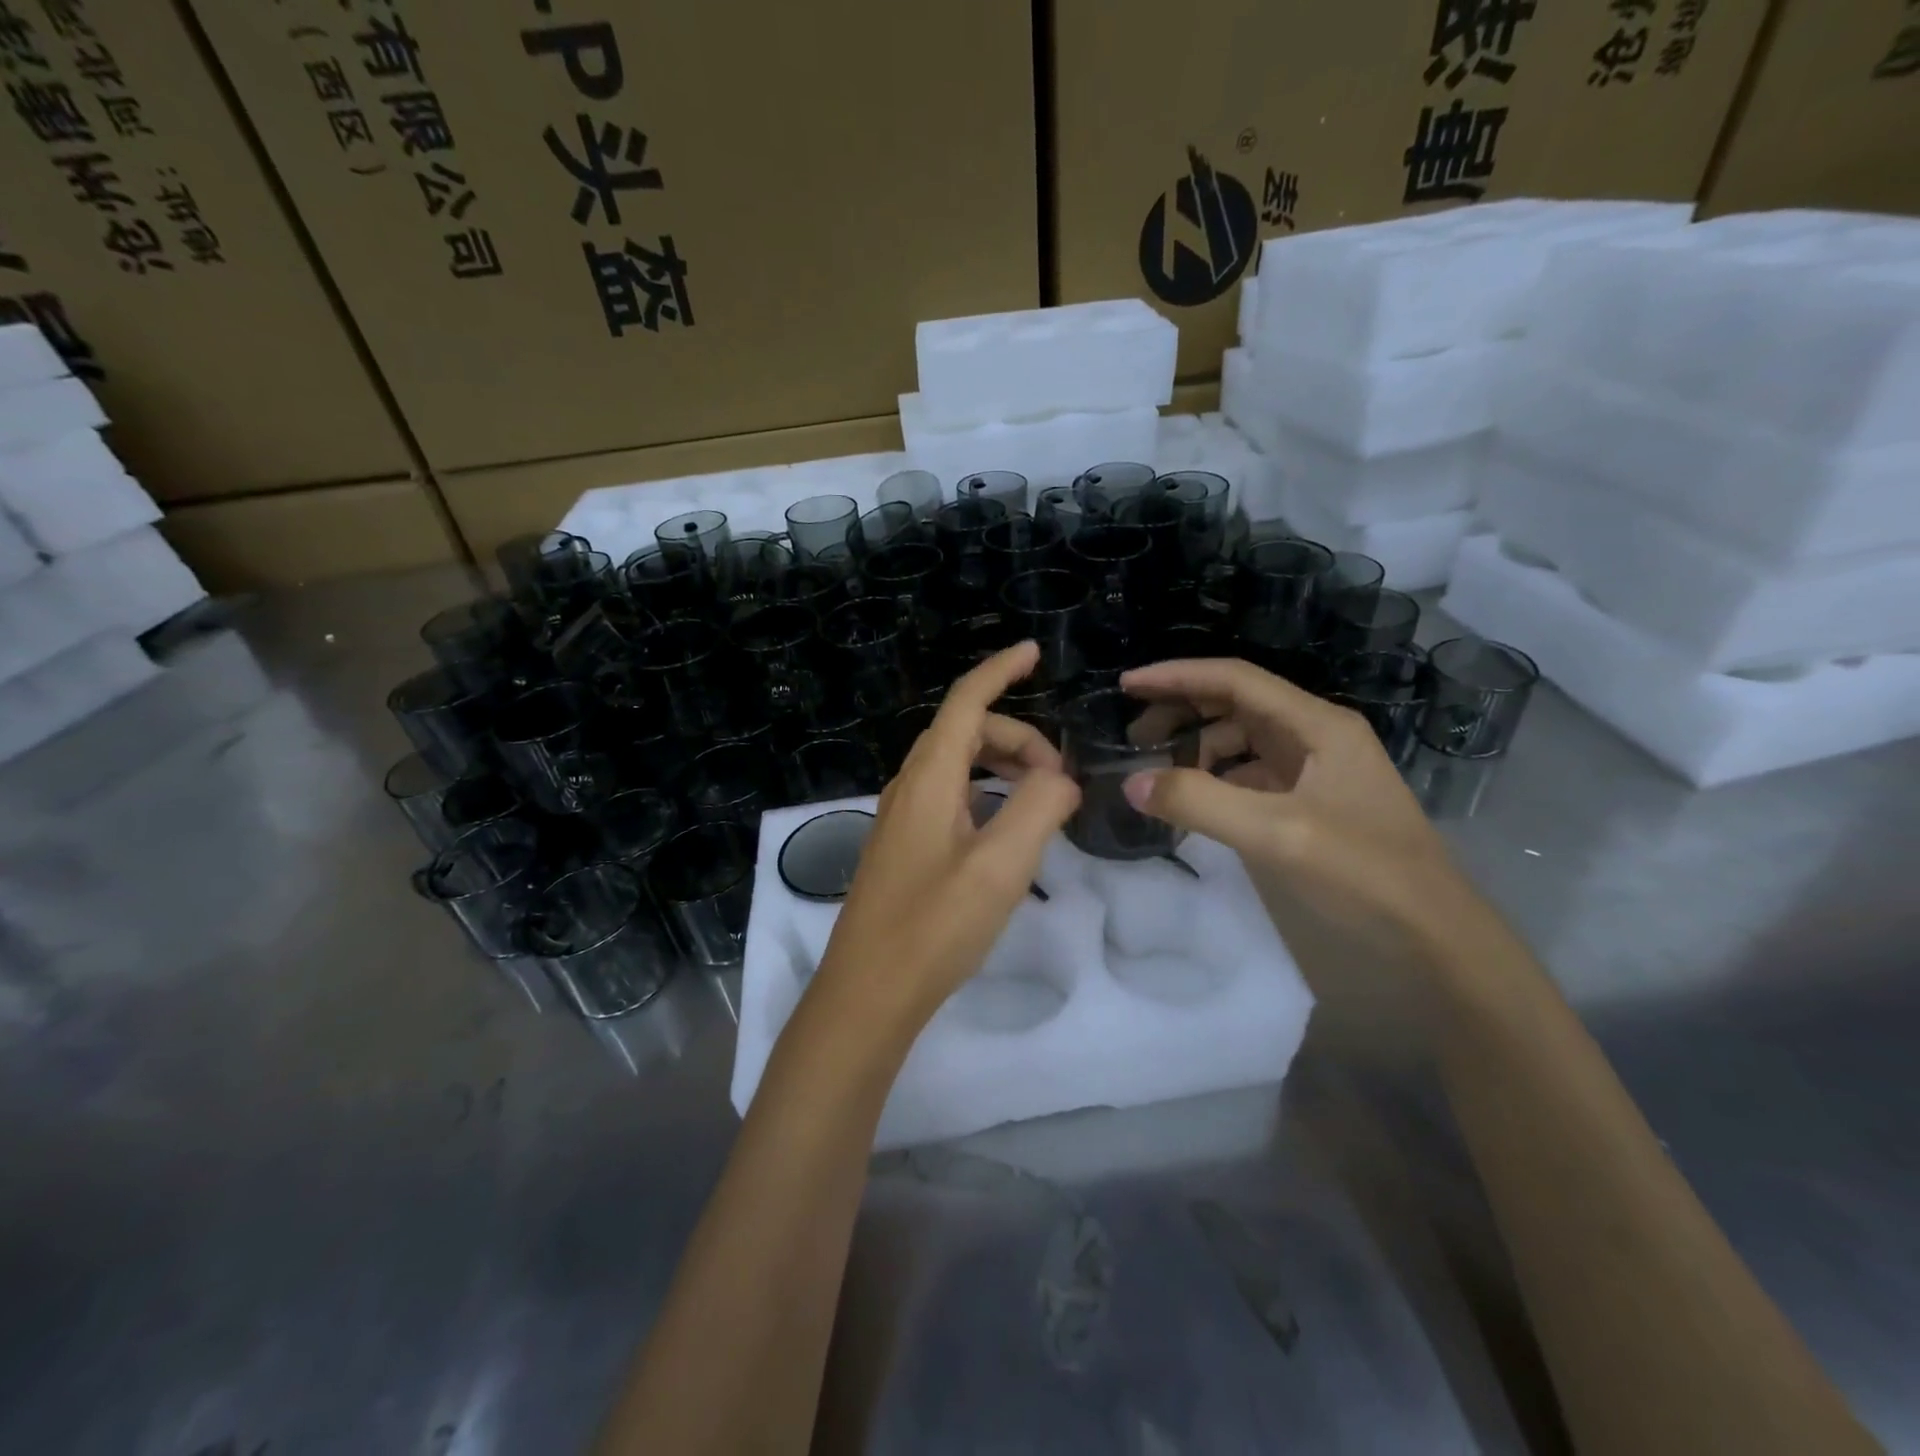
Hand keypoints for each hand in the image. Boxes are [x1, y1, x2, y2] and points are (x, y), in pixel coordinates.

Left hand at [812, 643, 1080, 1030]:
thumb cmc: (933, 927)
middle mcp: (909, 787)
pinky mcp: (904, 848)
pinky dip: (986, 795)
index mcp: (929, 779)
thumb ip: (1039, 809)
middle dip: (1017, 737)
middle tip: (1061, 779)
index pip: (965, 702)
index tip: (1034, 653)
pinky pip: (950, 797)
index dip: (999, 670)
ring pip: (957, 766)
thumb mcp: (1001, 867)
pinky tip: (1007, 829)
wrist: (869, 994)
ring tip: (1043, 801)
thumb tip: (1060, 779)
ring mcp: (902, 819)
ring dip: (1002, 767)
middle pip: (966, 733)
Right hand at [1117, 657, 1508, 988]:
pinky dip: (1216, 779)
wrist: (1435, 936)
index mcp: (1317, 724)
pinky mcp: (1312, 802)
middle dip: (1182, 711)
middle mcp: (1317, 735)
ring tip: (1157, 771)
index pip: (1235, 679)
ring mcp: (1316, 770)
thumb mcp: (1277, 834)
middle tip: (1132, 735)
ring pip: (1243, 740)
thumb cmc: (1364, 873)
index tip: (1126, 685)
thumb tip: (1131, 782)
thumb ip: (1200, 803)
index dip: (1176, 676)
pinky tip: (1194, 800)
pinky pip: (1252, 775)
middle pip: (1236, 703)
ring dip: (1198, 747)